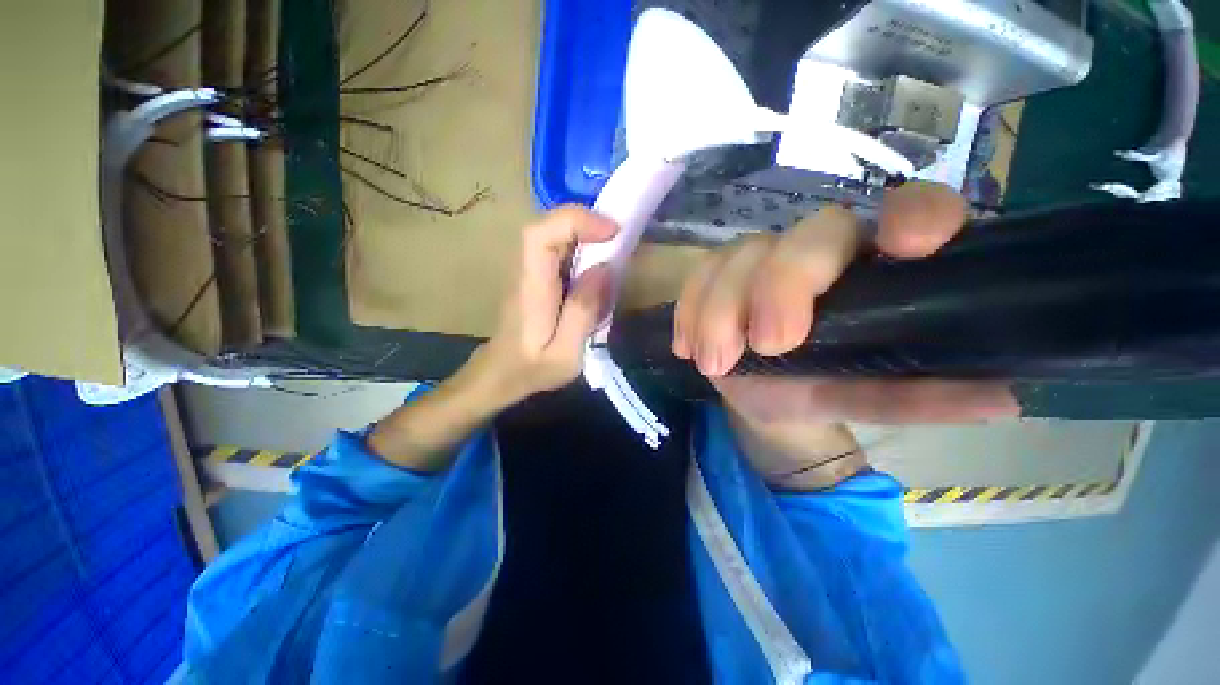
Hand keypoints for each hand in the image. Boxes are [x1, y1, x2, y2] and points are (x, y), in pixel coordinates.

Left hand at [463, 206, 618, 410]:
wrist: (501, 373)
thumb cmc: (531, 369)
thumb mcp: (565, 354)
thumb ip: (583, 312)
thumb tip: (604, 268)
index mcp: (531, 290)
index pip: (540, 237)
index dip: (575, 222)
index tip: (612, 231)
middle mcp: (526, 272)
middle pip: (548, 227)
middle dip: (586, 224)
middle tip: (619, 239)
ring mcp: (530, 272)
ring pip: (554, 235)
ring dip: (586, 235)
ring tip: (614, 250)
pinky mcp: (537, 277)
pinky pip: (559, 250)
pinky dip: (582, 249)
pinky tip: (597, 269)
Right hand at [673, 182, 1018, 486]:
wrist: (764, 397)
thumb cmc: (820, 389)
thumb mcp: (863, 397)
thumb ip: (916, 397)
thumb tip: (1004, 397)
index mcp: (874, 268)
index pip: (911, 211)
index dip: (916, 215)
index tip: (908, 247)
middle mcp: (819, 251)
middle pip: (805, 237)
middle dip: (781, 286)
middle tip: (769, 345)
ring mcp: (760, 259)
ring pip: (738, 258)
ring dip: (720, 312)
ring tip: (715, 364)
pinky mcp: (717, 276)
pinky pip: (697, 277)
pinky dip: (688, 310)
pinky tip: (687, 346)